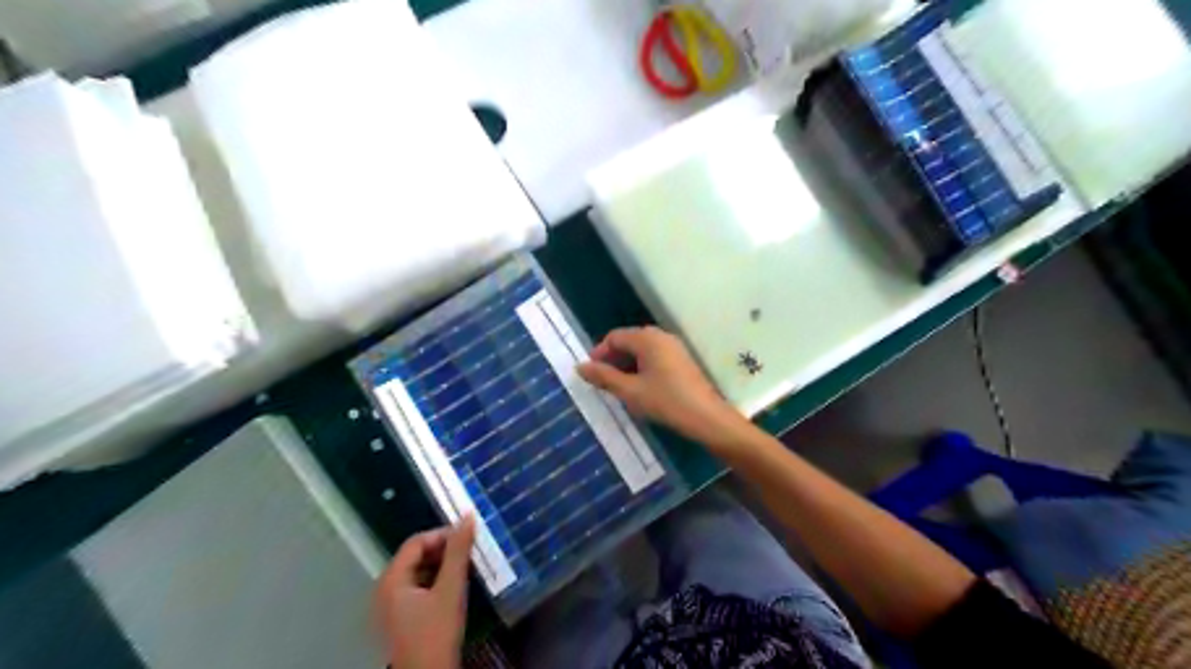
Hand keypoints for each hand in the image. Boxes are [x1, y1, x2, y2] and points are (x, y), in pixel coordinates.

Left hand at [378, 518, 478, 667]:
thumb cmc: (436, 632)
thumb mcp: (450, 589)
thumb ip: (458, 551)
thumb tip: (467, 516)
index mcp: (391, 579)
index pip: (416, 542)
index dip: (442, 534)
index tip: (468, 536)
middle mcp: (385, 589)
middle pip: (415, 556)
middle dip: (443, 550)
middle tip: (469, 551)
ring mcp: (390, 605)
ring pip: (417, 572)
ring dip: (441, 566)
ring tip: (465, 567)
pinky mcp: (399, 618)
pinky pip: (417, 588)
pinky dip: (435, 581)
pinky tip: (453, 587)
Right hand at [576, 328, 742, 446]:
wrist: (706, 417)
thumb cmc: (665, 401)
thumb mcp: (630, 391)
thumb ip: (604, 377)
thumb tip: (579, 367)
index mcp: (647, 339)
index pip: (614, 337)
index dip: (599, 353)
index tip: (591, 374)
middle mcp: (660, 336)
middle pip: (628, 340)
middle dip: (612, 359)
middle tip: (603, 382)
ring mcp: (674, 347)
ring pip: (641, 350)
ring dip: (626, 364)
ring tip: (619, 387)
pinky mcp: (681, 360)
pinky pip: (654, 356)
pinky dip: (641, 367)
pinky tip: (640, 388)